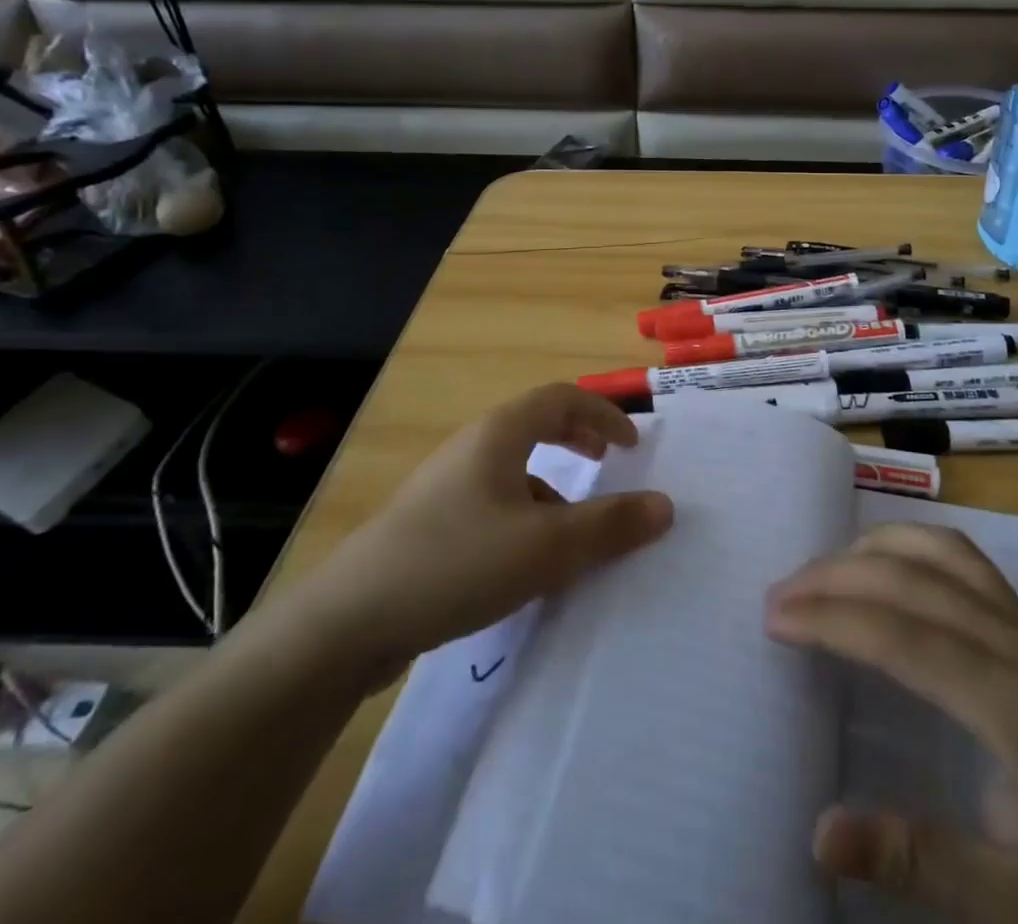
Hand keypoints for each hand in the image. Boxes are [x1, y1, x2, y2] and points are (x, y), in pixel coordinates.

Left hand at [307, 384, 672, 672]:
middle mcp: (472, 448)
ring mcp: (446, 486)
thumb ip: (610, 525)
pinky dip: (525, 515)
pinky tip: (527, 563)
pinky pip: (493, 502)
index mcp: (499, 434)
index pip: (561, 398)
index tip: (633, 444)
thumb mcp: (547, 547)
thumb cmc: (457, 562)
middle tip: (609, 461)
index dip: (603, 413)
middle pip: (535, 424)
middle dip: (577, 437)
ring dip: (552, 483)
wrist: (350, 620)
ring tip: (574, 525)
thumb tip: (666, 505)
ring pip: (513, 468)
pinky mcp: (431, 524)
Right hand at [766, 525, 1017, 923]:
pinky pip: (965, 558)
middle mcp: (1014, 645)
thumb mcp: (1017, 906)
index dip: (828, 618)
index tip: (773, 617)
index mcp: (1008, 705)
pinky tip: (889, 562)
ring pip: (938, 551)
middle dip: (834, 577)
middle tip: (777, 595)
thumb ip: (917, 861)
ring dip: (872, 548)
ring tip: (822, 570)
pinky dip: (914, 544)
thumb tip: (818, 831)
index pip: (896, 634)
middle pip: (909, 579)